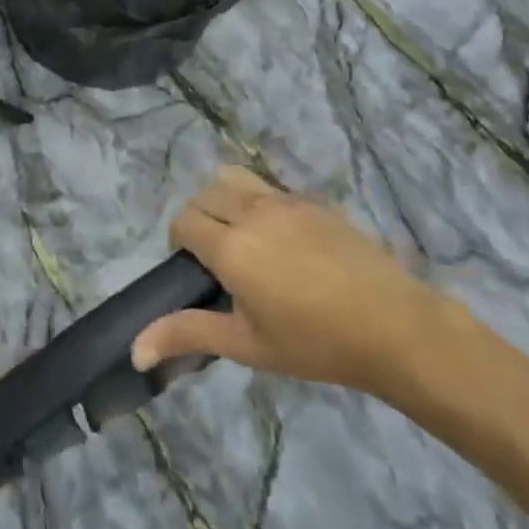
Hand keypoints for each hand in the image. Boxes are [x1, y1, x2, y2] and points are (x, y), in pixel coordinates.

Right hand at [130, 166, 444, 397]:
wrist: (395, 326)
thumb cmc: (316, 343)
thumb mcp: (247, 345)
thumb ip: (188, 334)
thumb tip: (134, 349)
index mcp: (230, 248)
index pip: (183, 222)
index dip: (178, 243)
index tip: (195, 272)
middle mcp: (250, 213)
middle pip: (203, 195)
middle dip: (197, 219)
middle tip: (216, 260)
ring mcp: (283, 201)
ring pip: (231, 179)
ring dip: (223, 201)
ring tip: (242, 238)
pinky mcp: (310, 201)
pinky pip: (265, 187)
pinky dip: (254, 201)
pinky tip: (280, 240)